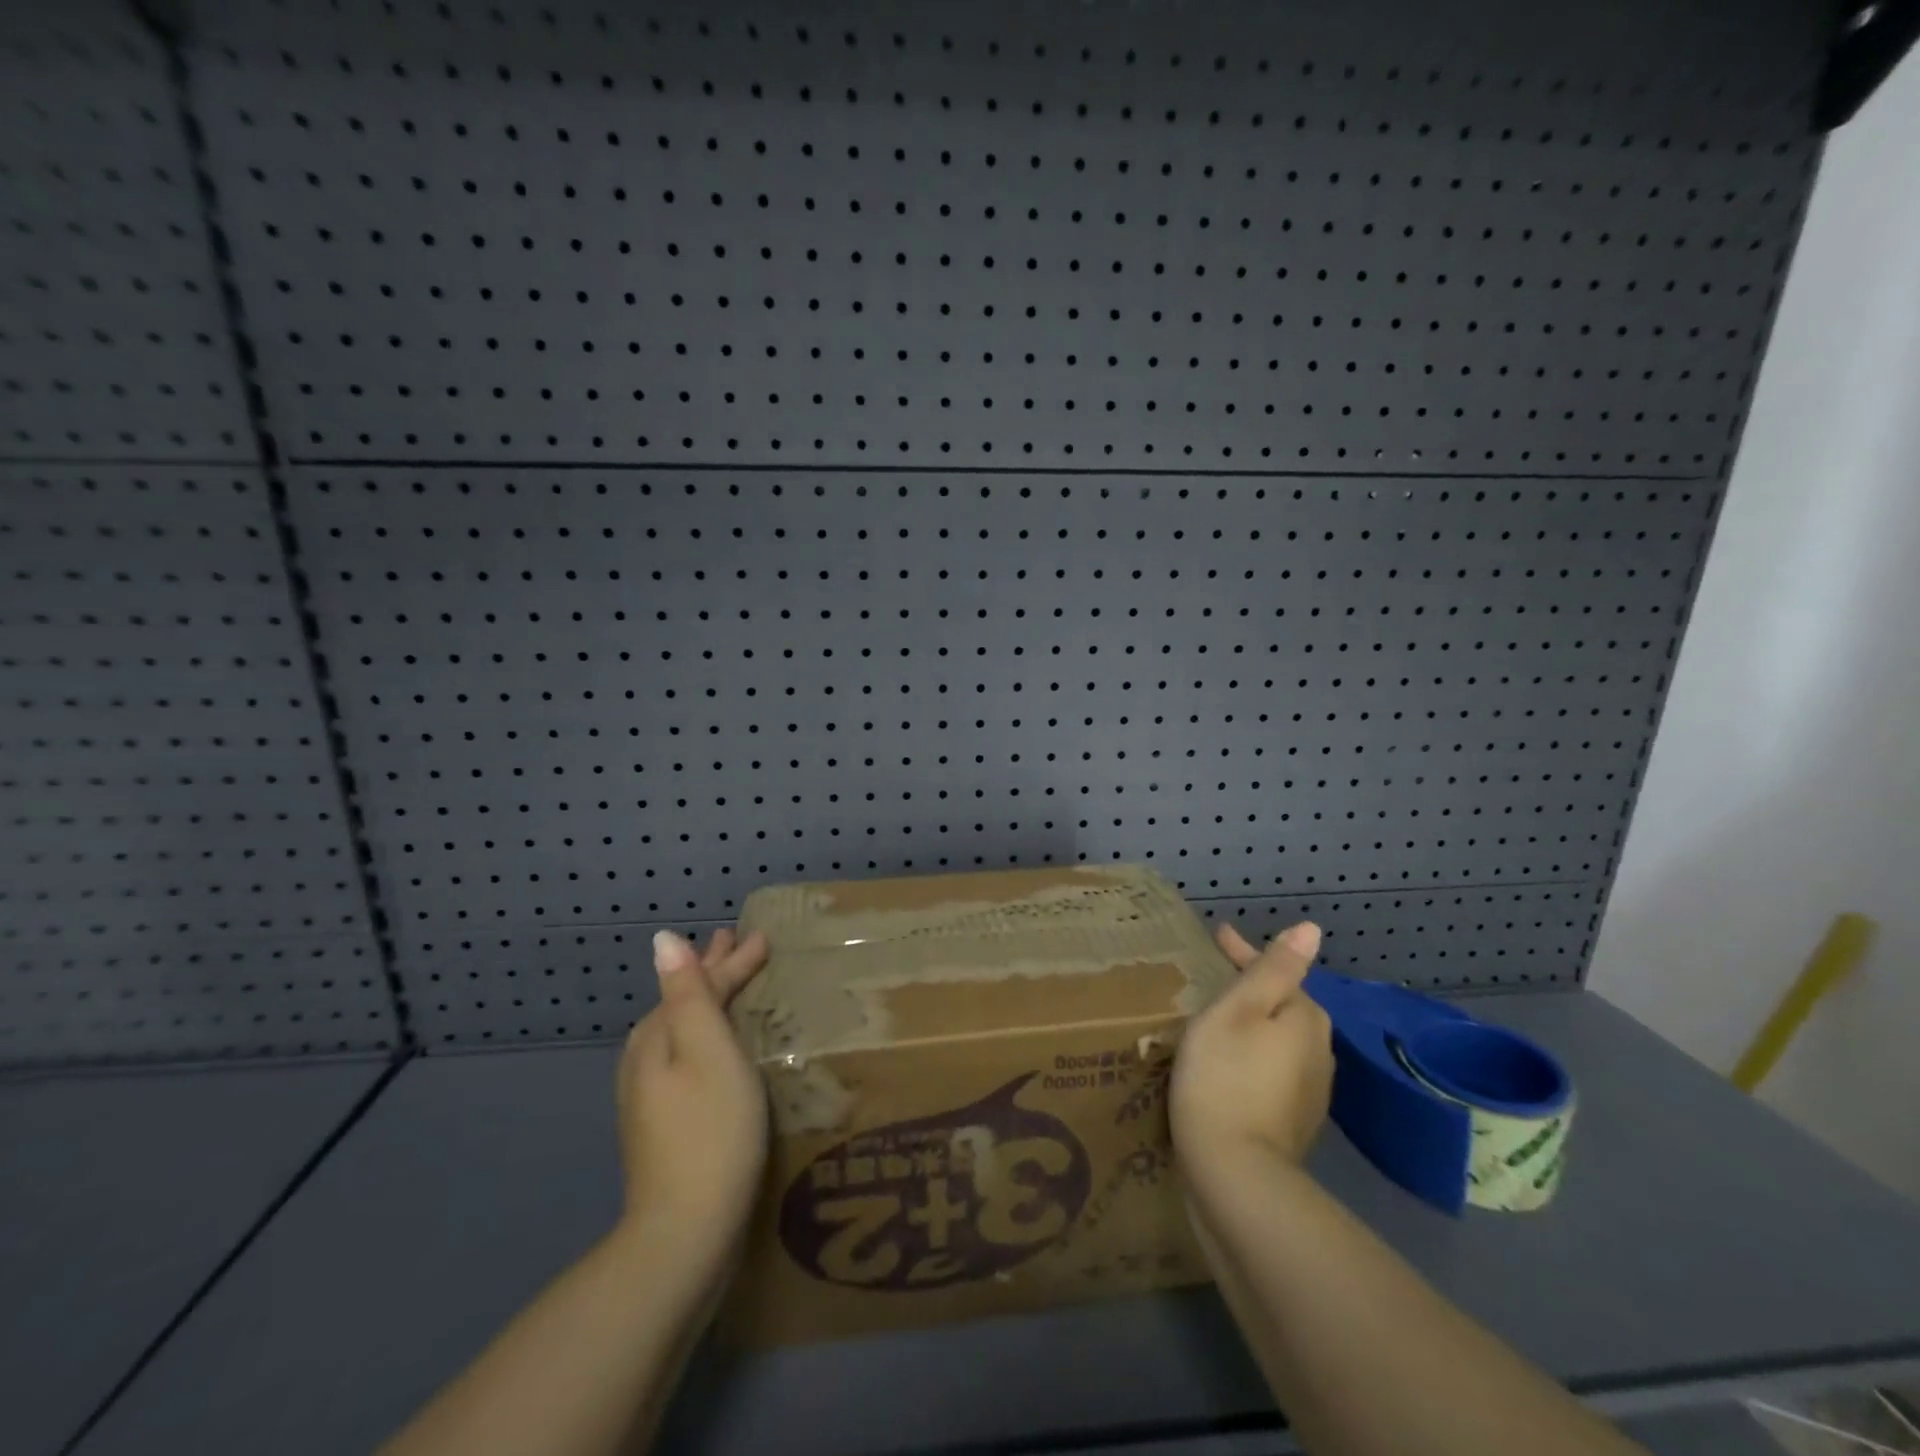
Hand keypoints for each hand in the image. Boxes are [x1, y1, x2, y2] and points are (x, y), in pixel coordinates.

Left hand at [616, 928, 769, 1252]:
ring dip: (708, 999)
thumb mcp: (708, 1051)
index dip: (731, 960)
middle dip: (712, 971)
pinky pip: (687, 1054)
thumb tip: (662, 941)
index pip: (697, 984)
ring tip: (728, 981)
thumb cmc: (710, 1131)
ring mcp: (650, 1095)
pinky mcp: (664, 1122)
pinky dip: (706, 1033)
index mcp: (657, 1037)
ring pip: (684, 1028)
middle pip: (685, 1002)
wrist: (684, 1232)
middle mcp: (646, 1059)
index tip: (763, 936)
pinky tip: (716, 1044)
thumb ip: (690, 994)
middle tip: (735, 943)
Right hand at [1171, 921, 1334, 1179]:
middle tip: (1215, 980)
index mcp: (1305, 1019)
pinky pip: (1275, 1073)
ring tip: (1219, 1022)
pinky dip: (1253, 1060)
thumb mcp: (1237, 1010)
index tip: (1217, 937)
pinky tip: (1231, 1068)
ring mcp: (1311, 1093)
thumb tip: (1312, 929)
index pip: (1277, 972)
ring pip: (1281, 1042)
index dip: (1244, 952)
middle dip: (1253, 990)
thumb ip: (1272, 969)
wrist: (1235, 1175)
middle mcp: (1320, 1052)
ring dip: (1254, 1028)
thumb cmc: (1224, 1077)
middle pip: (1284, 1007)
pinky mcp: (1295, 1123)